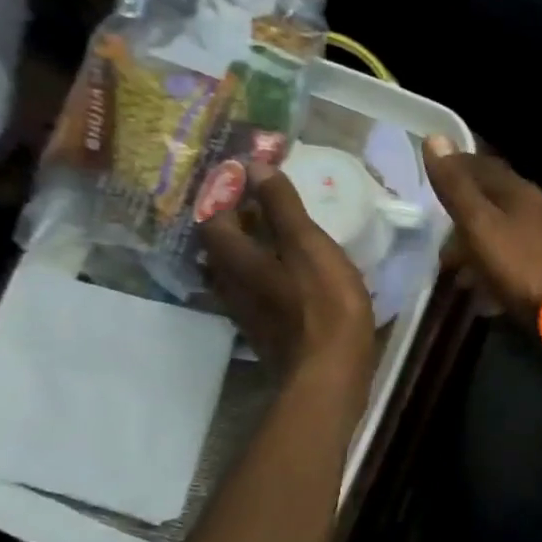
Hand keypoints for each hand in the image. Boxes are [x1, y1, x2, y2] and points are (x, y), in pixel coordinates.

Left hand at [199, 161, 374, 388]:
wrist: (329, 376)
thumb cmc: (324, 306)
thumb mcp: (309, 246)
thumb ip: (282, 207)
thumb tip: (253, 165)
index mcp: (238, 260)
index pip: (212, 219)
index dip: (224, 195)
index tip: (247, 178)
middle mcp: (231, 286)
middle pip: (218, 249)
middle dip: (234, 223)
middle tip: (261, 206)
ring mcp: (246, 315)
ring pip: (233, 275)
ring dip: (247, 253)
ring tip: (275, 239)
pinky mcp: (265, 335)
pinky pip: (252, 295)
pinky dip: (262, 278)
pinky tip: (286, 280)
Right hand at [423, 137, 541, 331]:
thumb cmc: (519, 264)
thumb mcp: (479, 224)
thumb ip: (456, 186)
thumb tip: (435, 137)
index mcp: (521, 191)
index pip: (483, 167)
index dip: (457, 169)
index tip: (434, 178)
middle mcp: (541, 207)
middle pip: (495, 203)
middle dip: (465, 218)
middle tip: (440, 239)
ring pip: (506, 233)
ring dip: (479, 247)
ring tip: (456, 270)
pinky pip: (518, 258)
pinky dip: (497, 267)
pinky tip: (486, 288)